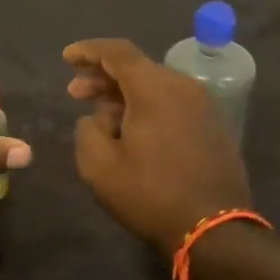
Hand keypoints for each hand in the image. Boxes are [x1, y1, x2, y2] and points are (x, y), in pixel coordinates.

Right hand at [64, 38, 250, 250]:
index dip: (89, 50)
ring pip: (156, 86)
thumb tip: (96, 119)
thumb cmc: (151, 194)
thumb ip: (87, 131)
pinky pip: (173, 103)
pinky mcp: (213, 126)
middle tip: (75, 92)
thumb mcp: (100, 167)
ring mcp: (203, 106)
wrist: (213, 229)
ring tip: (100, 116)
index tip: (66, 57)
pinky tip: (132, 130)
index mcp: (154, 89)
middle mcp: (183, 87)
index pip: (118, 52)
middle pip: (137, 67)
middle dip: (103, 76)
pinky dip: (147, 106)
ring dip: (124, 94)